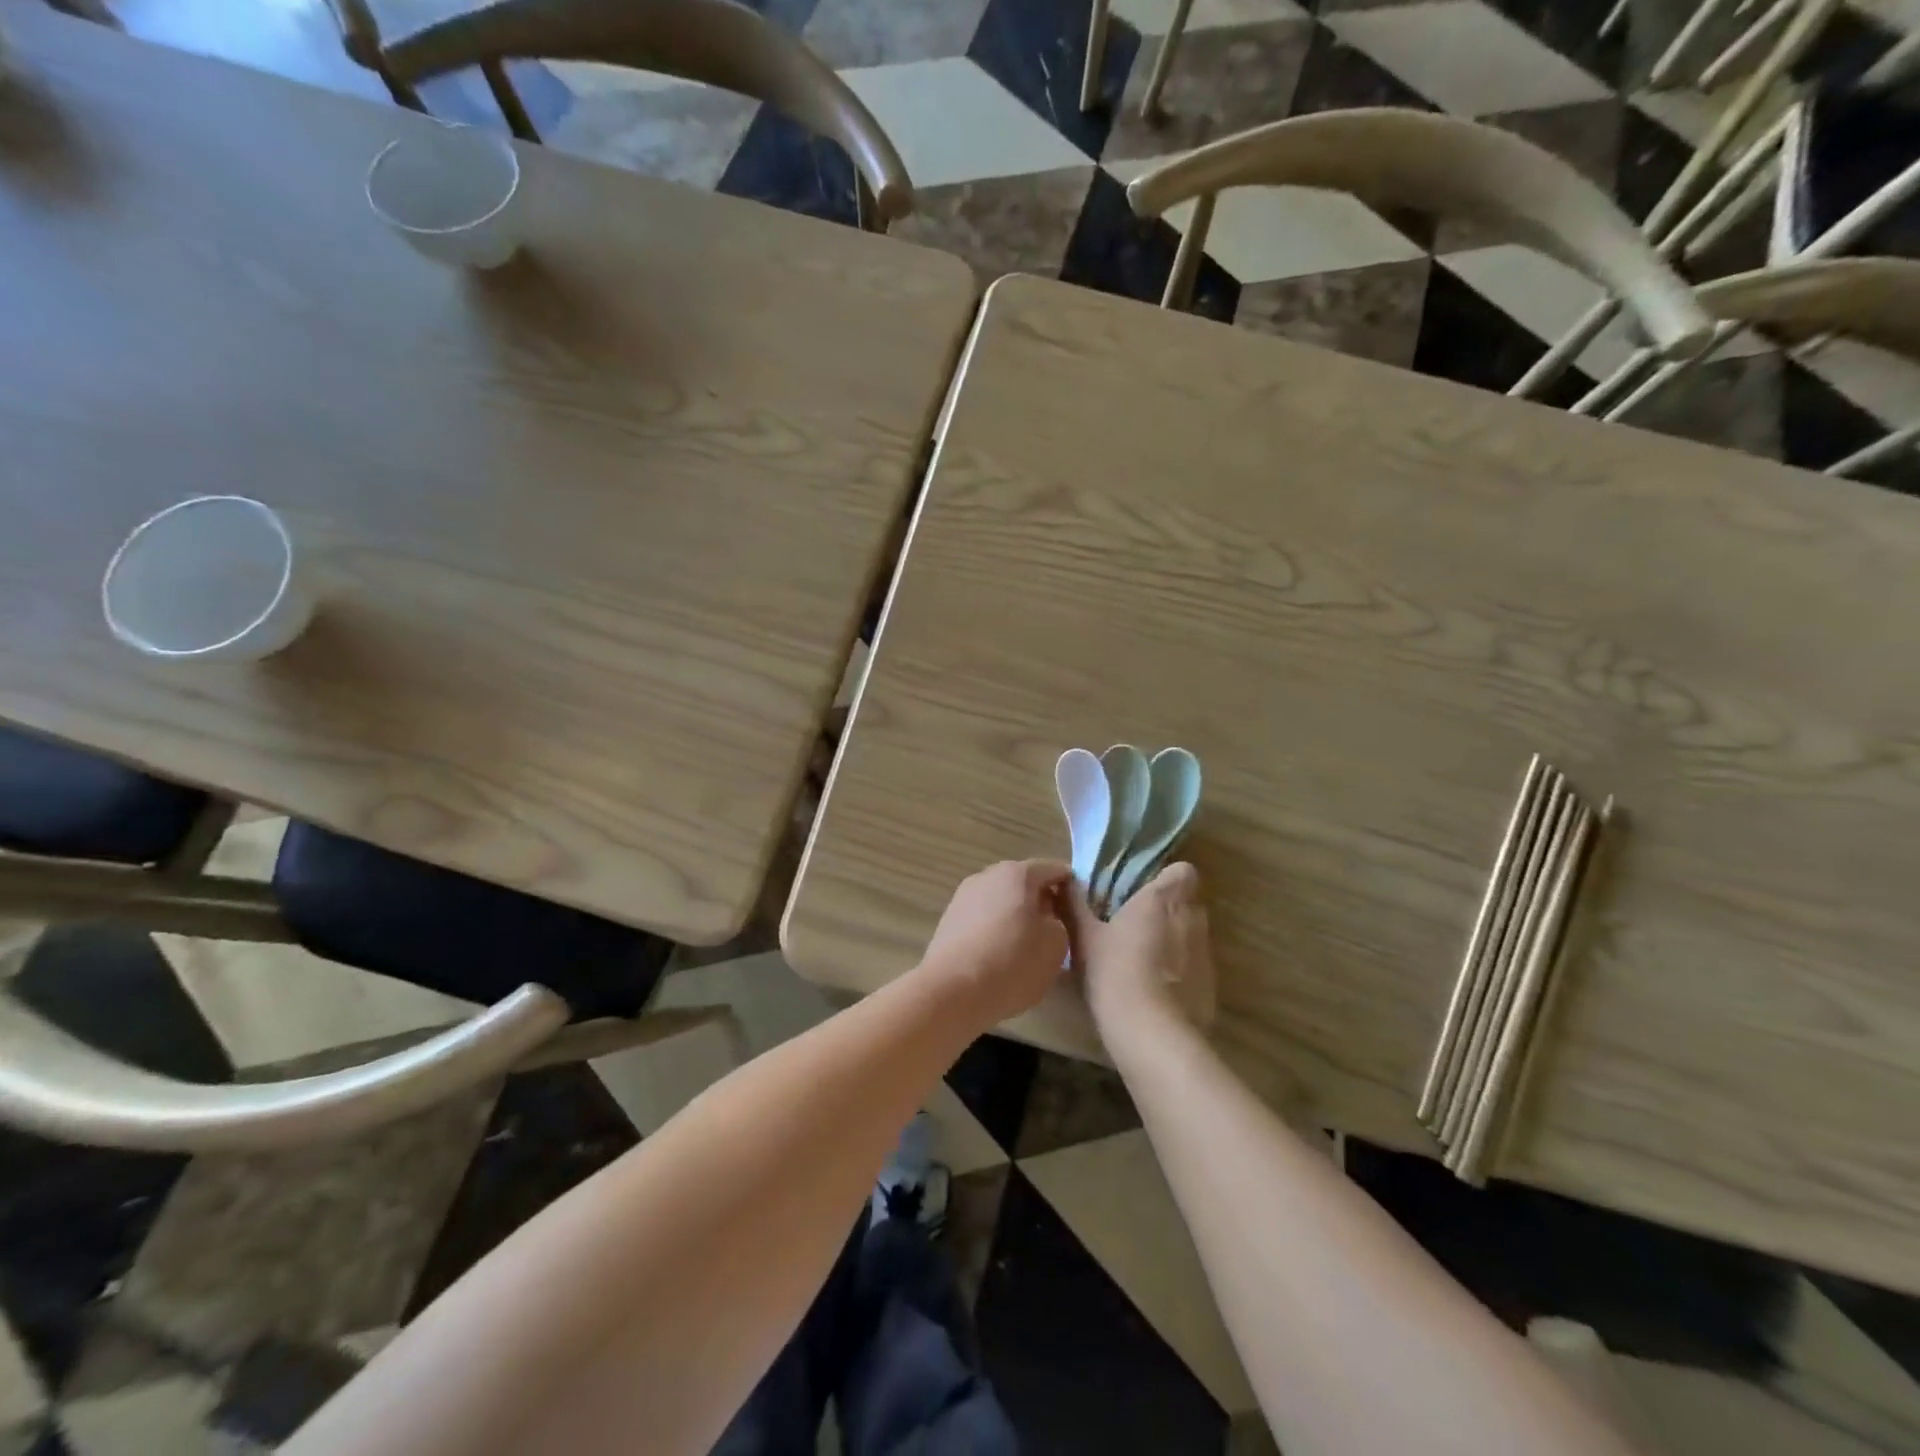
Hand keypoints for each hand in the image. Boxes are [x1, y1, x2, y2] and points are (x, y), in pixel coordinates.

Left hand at [919, 860, 1072, 1026]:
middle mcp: (988, 875)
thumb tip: (1046, 919)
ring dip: (1017, 917)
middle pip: (1025, 883)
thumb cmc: (1012, 962)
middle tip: (1057, 932)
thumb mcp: (1056, 945)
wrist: (952, 990)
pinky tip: (1001, 956)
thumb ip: (1060, 922)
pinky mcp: (950, 919)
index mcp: (1018, 873)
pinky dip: (996, 930)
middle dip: (1043, 903)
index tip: (1081, 913)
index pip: (1055, 870)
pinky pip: (983, 918)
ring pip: (1002, 901)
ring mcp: (964, 896)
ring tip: (1028, 948)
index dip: (1072, 889)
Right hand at [1062, 862, 1217, 1036]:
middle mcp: (1191, 919)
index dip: (1166, 880)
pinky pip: (1195, 968)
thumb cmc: (1114, 971)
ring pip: (1192, 936)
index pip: (1183, 871)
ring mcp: (1206, 954)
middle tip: (1135, 926)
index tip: (1142, 894)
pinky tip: (1155, 992)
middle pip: (1187, 903)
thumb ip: (1075, 904)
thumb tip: (1063, 880)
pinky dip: (1180, 973)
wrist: (1151, 1033)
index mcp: (1163, 899)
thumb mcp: (1084, 937)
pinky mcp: (1211, 986)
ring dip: (1174, 942)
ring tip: (1143, 962)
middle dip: (1167, 911)